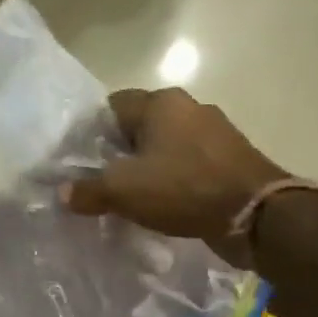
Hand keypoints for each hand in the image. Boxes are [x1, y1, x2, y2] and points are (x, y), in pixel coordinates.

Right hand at [61, 87, 288, 267]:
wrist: (254, 214)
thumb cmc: (183, 189)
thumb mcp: (123, 192)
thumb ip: (88, 190)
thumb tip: (63, 193)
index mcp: (161, 103)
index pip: (113, 106)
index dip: (92, 133)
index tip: (80, 162)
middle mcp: (189, 107)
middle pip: (140, 127)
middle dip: (119, 153)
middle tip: (101, 183)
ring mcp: (214, 132)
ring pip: (166, 146)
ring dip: (148, 168)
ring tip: (131, 197)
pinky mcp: (229, 158)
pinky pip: (188, 164)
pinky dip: (173, 180)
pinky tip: (164, 203)